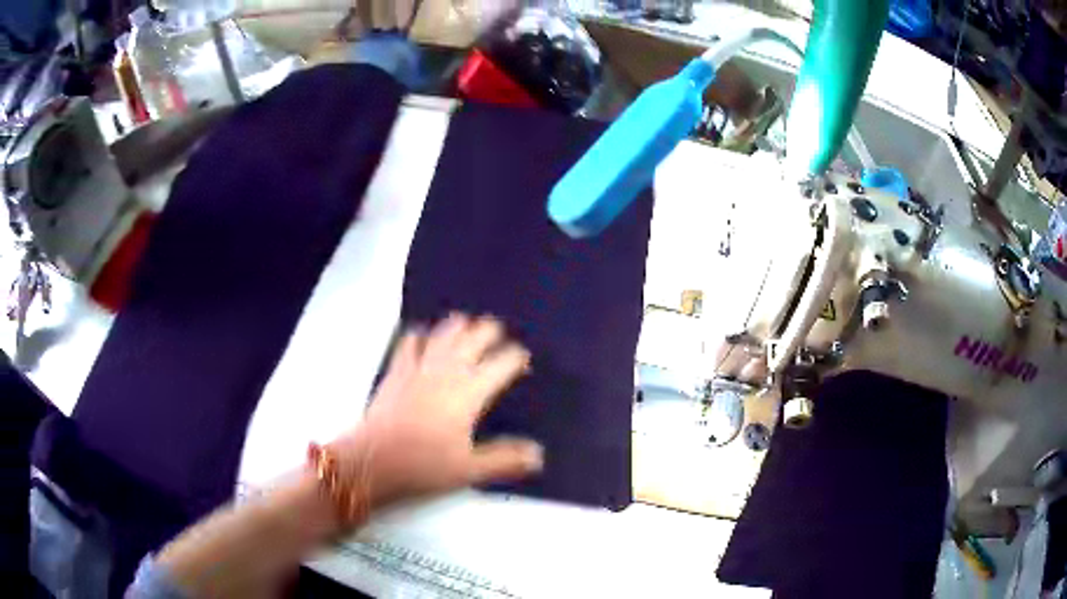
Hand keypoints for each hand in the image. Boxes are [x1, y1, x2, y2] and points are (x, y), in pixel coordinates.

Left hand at [335, 313, 543, 508]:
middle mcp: (447, 371)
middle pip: (473, 338)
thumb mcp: (469, 469)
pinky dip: (420, 335)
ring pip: (443, 334)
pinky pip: (410, 342)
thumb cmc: (424, 465)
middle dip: (489, 331)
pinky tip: (422, 336)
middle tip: (498, 332)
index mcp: (470, 393)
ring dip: (458, 326)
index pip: (501, 364)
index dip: (516, 358)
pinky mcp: (396, 370)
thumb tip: (538, 454)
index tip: (523, 359)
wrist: (372, 461)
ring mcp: (419, 367)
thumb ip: (505, 459)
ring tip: (467, 324)